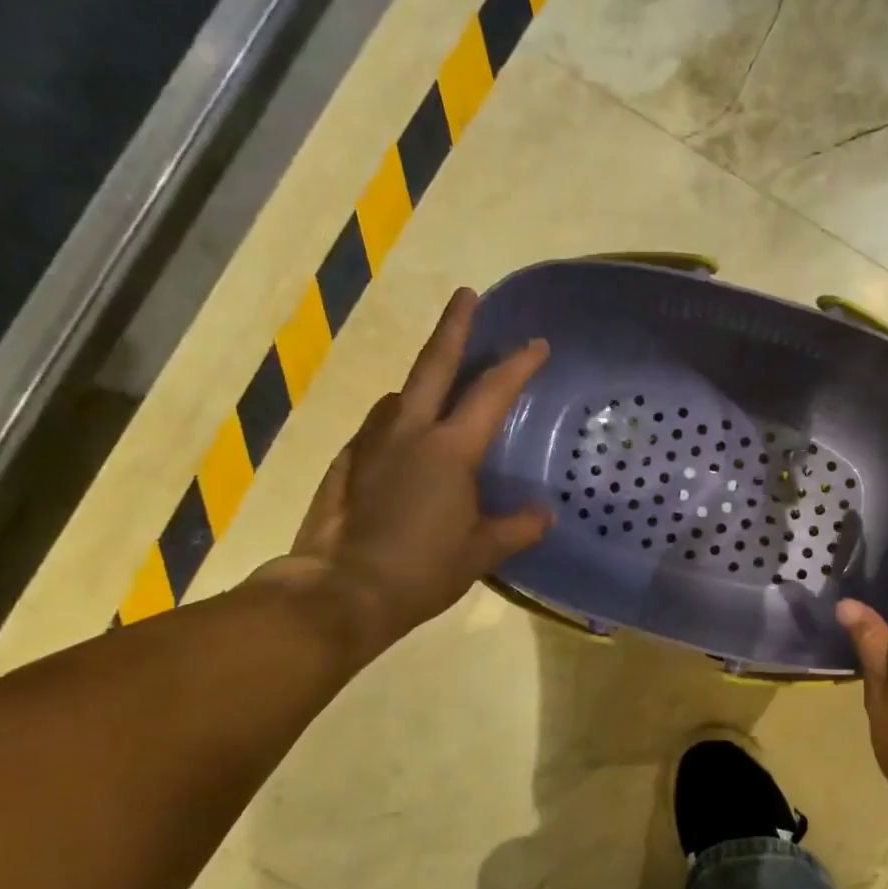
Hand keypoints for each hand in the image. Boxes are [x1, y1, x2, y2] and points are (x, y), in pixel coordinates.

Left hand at [254, 287, 551, 664]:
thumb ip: (518, 528)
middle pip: (433, 365)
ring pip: (400, 396)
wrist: (343, 592)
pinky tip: (400, 439)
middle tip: (466, 295)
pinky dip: (396, 422)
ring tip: (438, 386)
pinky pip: (378, 429)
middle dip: (454, 327)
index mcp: (450, 450)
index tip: (537, 343)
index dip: (518, 365)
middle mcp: (409, 433)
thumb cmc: (423, 571)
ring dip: (422, 382)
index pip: (492, 394)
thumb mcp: (481, 552)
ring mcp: (371, 445)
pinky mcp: (347, 464)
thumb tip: (544, 515)